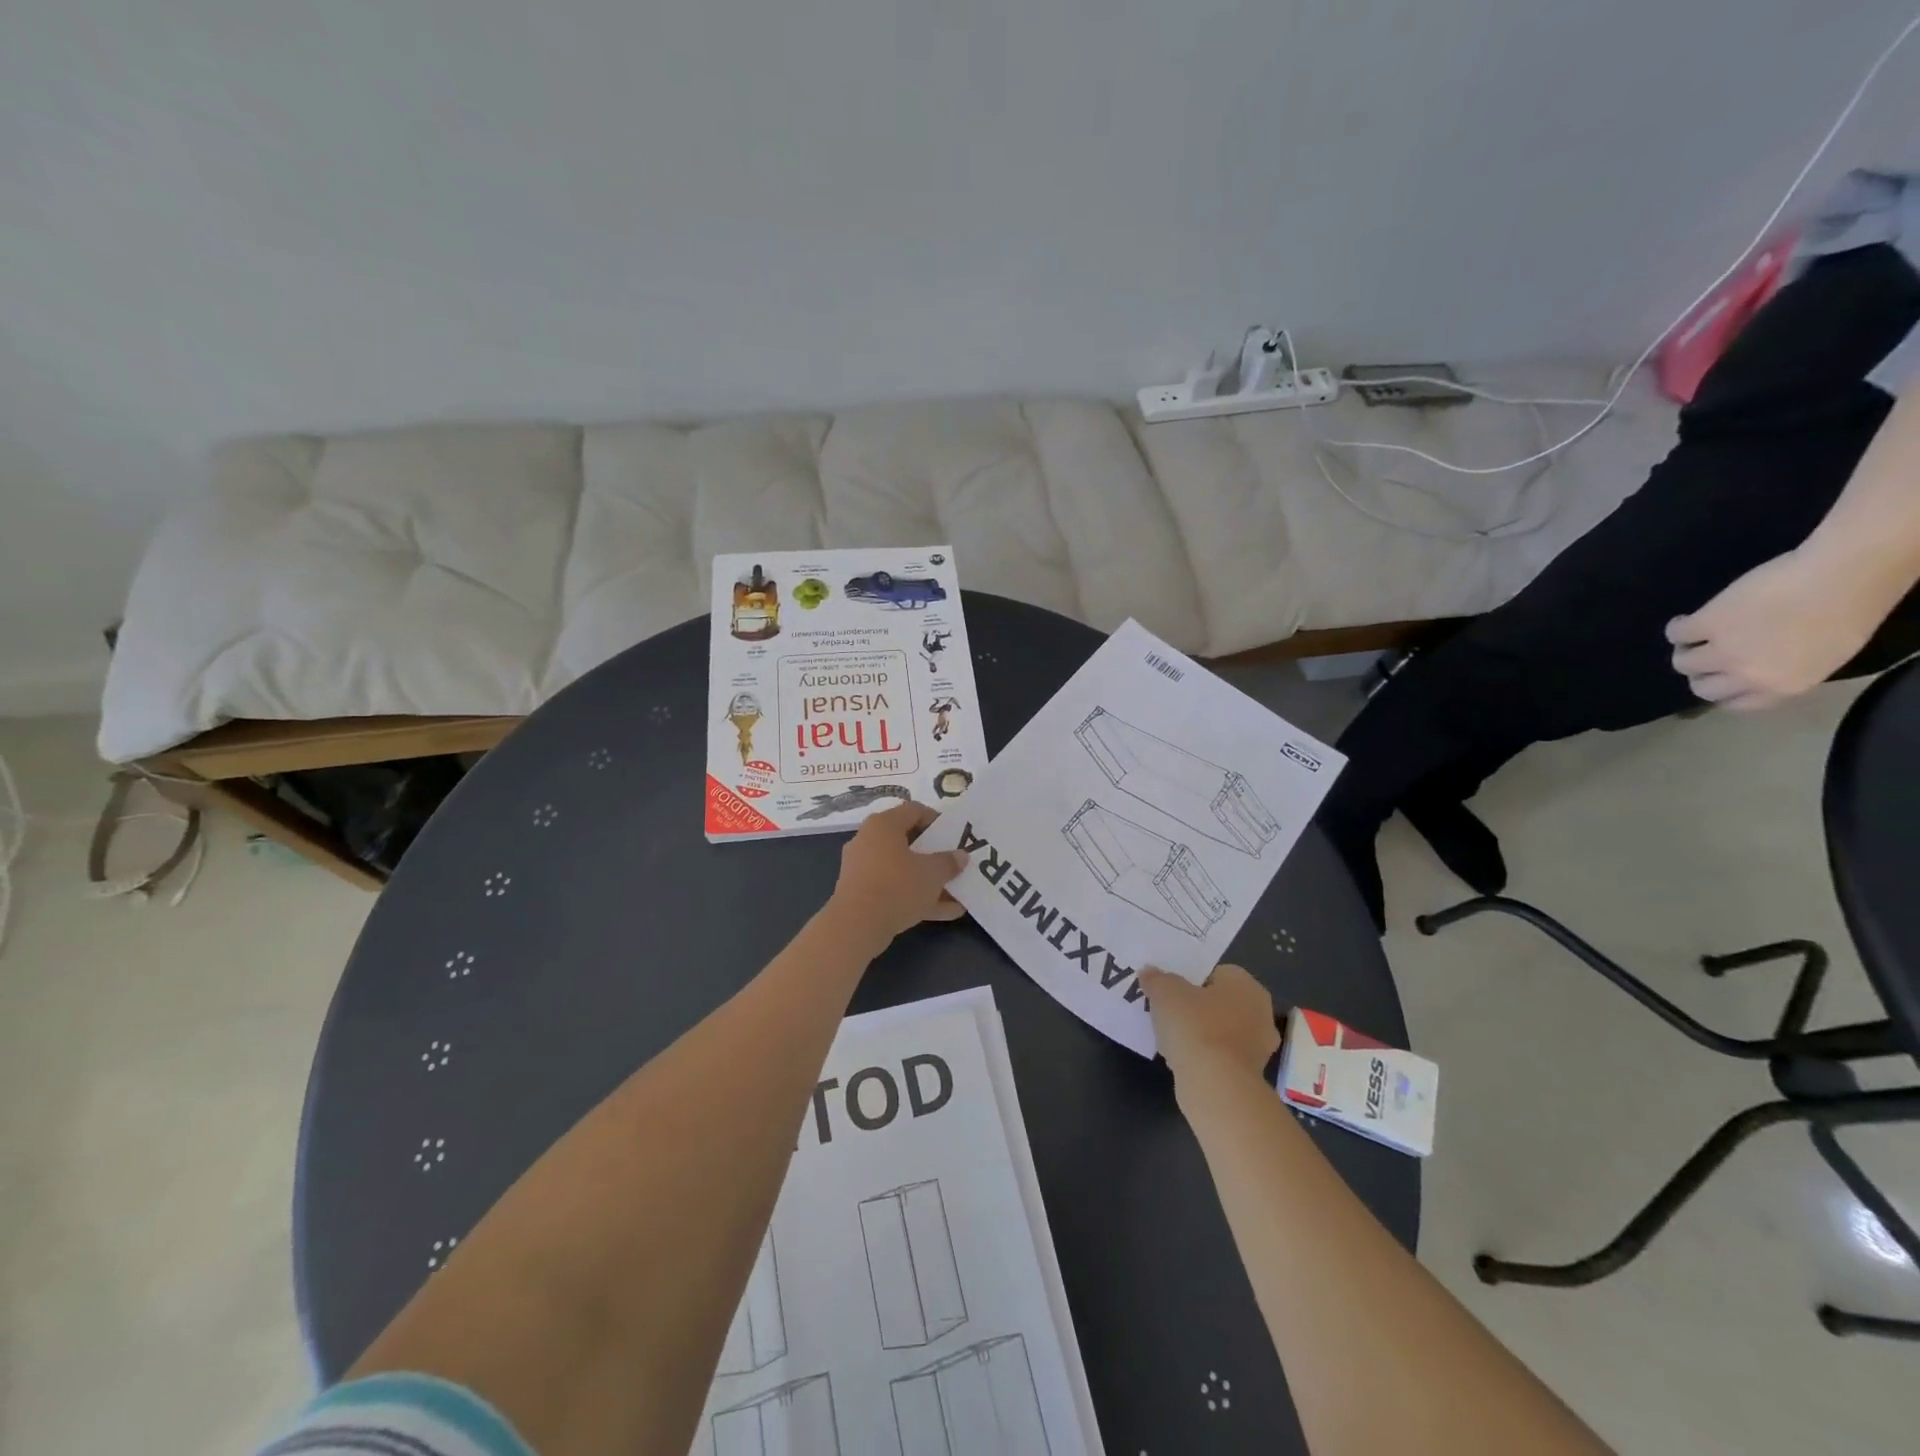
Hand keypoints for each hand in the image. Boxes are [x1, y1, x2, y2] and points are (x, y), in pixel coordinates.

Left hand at [827, 801, 968, 947]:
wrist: (856, 926)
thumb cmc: (896, 886)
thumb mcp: (932, 873)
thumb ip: (949, 862)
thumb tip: (960, 856)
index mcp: (883, 825)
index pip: (914, 810)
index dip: (937, 820)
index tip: (955, 835)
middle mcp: (869, 841)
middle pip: (908, 841)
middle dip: (934, 854)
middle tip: (954, 862)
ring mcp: (862, 868)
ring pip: (902, 869)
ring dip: (928, 880)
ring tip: (956, 891)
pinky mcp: (861, 894)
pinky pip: (894, 889)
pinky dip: (916, 897)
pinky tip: (945, 912)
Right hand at [1140, 964, 1281, 1085]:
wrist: (1215, 1086)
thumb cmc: (1195, 1026)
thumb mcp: (1165, 992)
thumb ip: (1156, 978)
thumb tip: (1149, 972)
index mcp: (1246, 986)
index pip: (1216, 973)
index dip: (1190, 980)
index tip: (1169, 991)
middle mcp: (1260, 1013)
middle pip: (1219, 1003)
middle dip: (1195, 1007)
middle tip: (1168, 1012)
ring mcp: (1259, 1048)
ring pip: (1219, 1031)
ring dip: (1198, 1034)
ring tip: (1170, 1038)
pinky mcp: (1249, 1076)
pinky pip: (1220, 1056)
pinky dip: (1203, 1057)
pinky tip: (1182, 1060)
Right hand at [1666, 549, 1885, 710]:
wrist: (1842, 577)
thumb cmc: (1851, 613)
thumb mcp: (1825, 656)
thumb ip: (1787, 670)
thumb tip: (1758, 667)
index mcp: (1782, 686)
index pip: (1735, 703)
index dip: (1725, 690)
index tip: (1724, 677)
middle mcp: (1747, 675)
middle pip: (1702, 688)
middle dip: (1703, 673)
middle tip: (1707, 655)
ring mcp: (1722, 651)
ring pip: (1683, 662)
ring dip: (1687, 650)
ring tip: (1695, 635)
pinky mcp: (1705, 625)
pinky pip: (1676, 634)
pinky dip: (1678, 628)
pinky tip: (1686, 619)